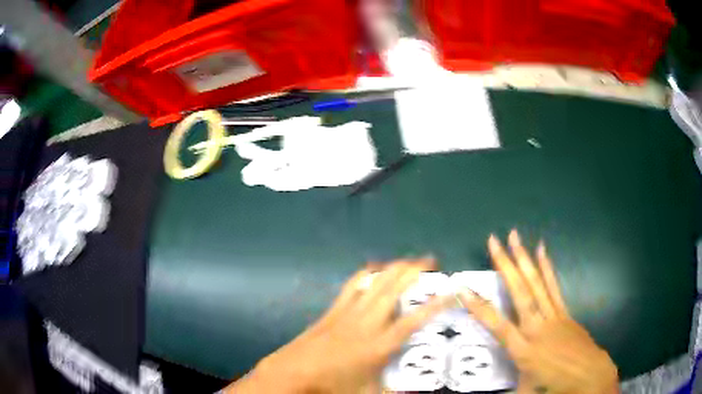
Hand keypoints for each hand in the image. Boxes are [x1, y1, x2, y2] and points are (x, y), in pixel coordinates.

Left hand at [226, 259, 451, 393]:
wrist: (294, 372)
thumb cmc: (334, 384)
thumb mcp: (370, 392)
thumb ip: (396, 391)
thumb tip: (416, 393)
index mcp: (381, 343)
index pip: (416, 319)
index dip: (438, 303)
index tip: (453, 290)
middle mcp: (368, 321)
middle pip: (395, 286)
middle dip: (415, 269)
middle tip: (431, 261)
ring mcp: (349, 311)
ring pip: (376, 280)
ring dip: (394, 267)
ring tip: (409, 261)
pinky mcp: (334, 309)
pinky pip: (353, 284)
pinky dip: (366, 273)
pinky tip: (373, 268)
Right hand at [458, 231, 618, 393]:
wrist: (588, 373)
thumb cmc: (554, 384)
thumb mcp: (524, 390)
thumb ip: (506, 387)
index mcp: (523, 350)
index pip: (497, 324)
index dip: (479, 306)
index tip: (463, 288)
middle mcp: (536, 327)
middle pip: (520, 293)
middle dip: (506, 265)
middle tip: (494, 240)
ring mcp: (552, 316)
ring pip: (536, 283)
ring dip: (524, 258)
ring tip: (515, 236)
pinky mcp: (564, 311)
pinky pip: (553, 286)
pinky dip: (547, 267)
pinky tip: (542, 250)